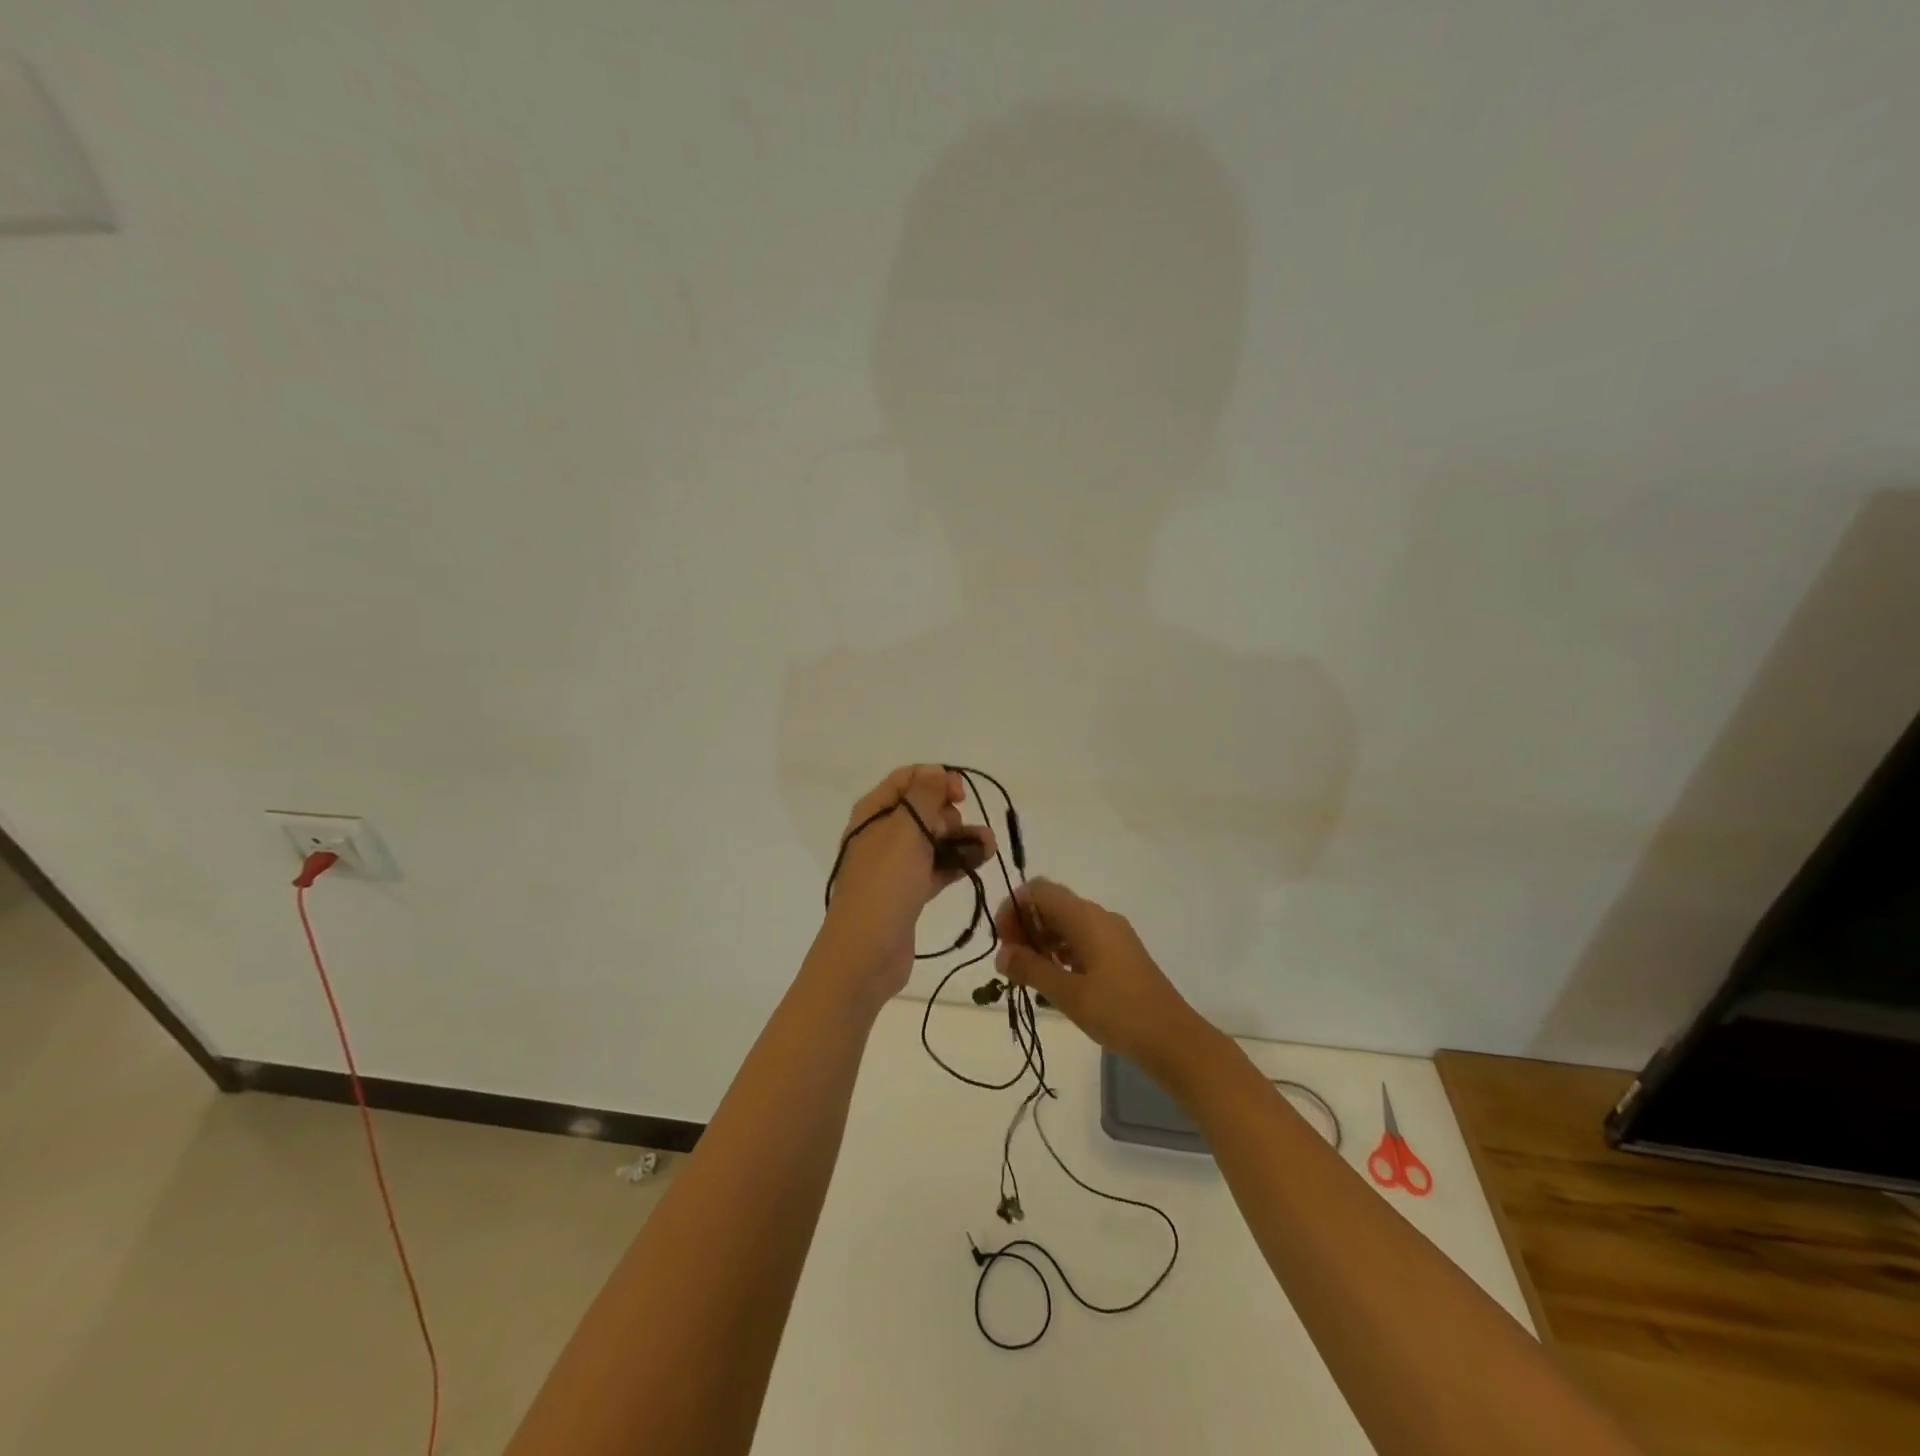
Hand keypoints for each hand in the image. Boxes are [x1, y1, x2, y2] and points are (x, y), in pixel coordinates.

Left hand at [818, 765, 993, 1001]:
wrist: (865, 954)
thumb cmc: (884, 885)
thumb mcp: (905, 831)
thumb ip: (924, 797)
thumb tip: (936, 771)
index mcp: (873, 813)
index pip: (907, 780)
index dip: (936, 779)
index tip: (961, 795)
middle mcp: (881, 835)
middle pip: (923, 809)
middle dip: (951, 813)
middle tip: (963, 830)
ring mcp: (894, 866)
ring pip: (933, 840)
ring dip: (961, 839)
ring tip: (989, 846)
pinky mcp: (907, 893)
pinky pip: (936, 867)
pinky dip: (957, 862)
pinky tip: (980, 861)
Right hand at [993, 879, 1221, 1082]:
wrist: (1175, 1041)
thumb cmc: (1119, 1013)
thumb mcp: (1068, 994)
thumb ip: (1031, 969)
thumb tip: (1001, 954)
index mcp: (1087, 917)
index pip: (1039, 891)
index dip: (1014, 908)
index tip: (1002, 943)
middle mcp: (1099, 917)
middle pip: (1052, 904)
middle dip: (1025, 926)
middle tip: (1012, 963)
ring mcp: (1113, 935)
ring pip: (1066, 923)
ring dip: (1042, 940)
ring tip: (1029, 975)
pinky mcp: (1120, 954)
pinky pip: (1082, 939)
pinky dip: (1061, 951)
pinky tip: (1055, 980)